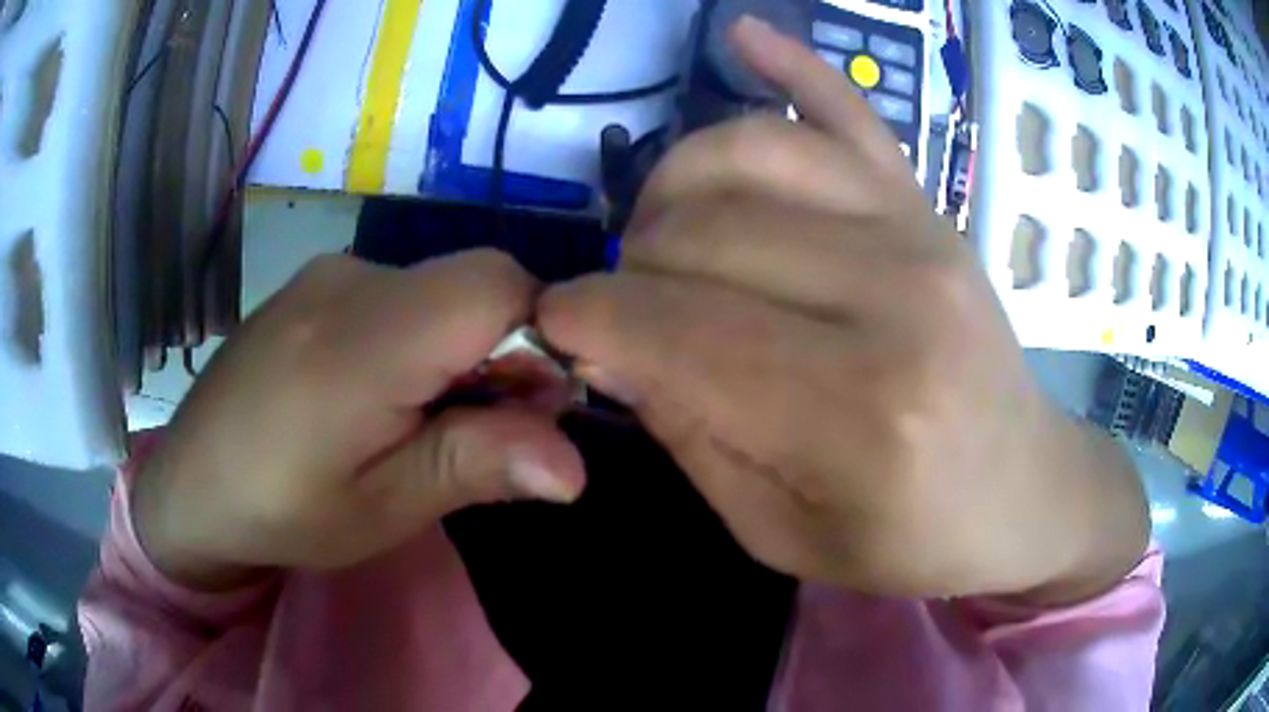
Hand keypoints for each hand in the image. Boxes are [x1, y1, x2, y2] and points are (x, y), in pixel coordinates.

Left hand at [133, 251, 585, 589]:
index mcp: (363, 342)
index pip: (496, 285)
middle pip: (474, 281)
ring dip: (461, 345)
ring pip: (439, 287)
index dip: (540, 336)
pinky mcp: (316, 283)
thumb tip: (574, 465)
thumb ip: (473, 467)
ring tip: (421, 418)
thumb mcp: (380, 510)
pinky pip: (400, 292)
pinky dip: (421, 334)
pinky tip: (380, 391)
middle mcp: (349, 281)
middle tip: (480, 428)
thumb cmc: (279, 512)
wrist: (188, 483)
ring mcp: (328, 273)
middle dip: (505, 349)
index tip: (532, 408)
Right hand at [539, 18, 1147, 603]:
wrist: (1023, 490)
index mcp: (858, 413)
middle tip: (628, 312)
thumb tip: (613, 344)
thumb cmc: (912, 538)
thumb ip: (690, 437)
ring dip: (672, 189)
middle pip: (700, 233)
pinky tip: (740, 33)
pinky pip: (847, 111)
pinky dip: (787, 64)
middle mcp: (893, 297)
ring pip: (745, 156)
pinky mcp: (930, 204)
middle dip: (628, 269)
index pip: (673, 329)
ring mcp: (919, 229)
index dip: (588, 319)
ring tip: (668, 237)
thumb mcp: (782, 533)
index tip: (558, 327)